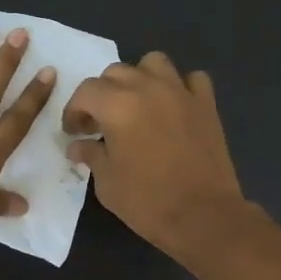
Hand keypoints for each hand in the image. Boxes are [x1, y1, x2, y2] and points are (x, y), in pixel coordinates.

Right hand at [64, 52, 249, 263]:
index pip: (86, 92)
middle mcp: (148, 88)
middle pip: (116, 72)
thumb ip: (91, 155)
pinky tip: (173, 108)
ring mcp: (181, 92)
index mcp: (117, 105)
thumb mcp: (107, 183)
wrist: (203, 216)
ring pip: (153, 63)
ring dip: (139, 79)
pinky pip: (190, 79)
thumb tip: (78, 146)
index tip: (74, 132)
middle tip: (100, 123)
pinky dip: (179, 87)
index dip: (74, 111)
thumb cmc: (147, 202)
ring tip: (136, 105)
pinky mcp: (206, 104)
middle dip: (102, 94)